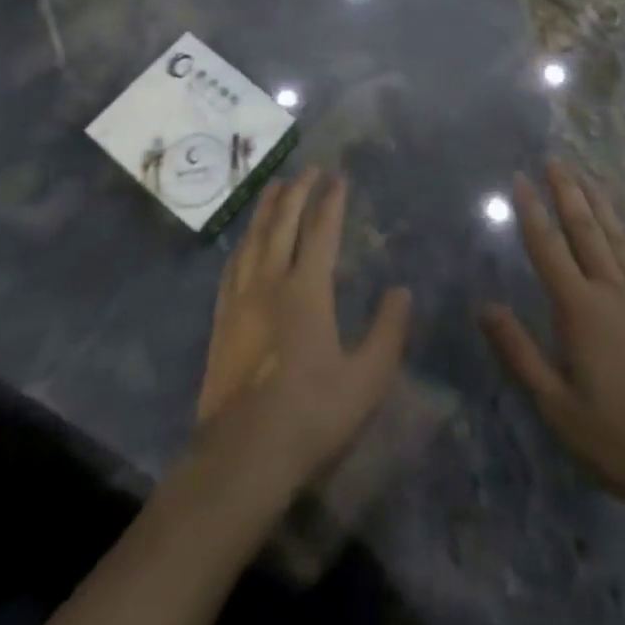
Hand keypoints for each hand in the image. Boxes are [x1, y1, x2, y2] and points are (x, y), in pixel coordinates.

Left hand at [197, 168, 411, 492]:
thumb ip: (388, 332)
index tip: (338, 177)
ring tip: (275, 186)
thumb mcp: (366, 380)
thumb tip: (402, 290)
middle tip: (308, 169)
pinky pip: (232, 265)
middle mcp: (271, 281)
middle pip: (282, 223)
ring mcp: (241, 299)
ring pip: (253, 237)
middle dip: (297, 191)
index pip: (320, 231)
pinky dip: (243, 242)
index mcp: (307, 290)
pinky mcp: (222, 320)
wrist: (242, 455)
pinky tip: (244, 241)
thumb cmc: (310, 415)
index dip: (330, 201)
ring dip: (266, 207)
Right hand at [480, 163, 624, 515]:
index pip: (548, 248)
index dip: (531, 211)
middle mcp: (612, 290)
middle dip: (567, 191)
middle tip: (554, 160)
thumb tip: (485, 307)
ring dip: (598, 203)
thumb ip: (521, 353)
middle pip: (585, 229)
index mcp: (580, 310)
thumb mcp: (559, 408)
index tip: (519, 178)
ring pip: (617, 236)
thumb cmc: (623, 437)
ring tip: (586, 175)